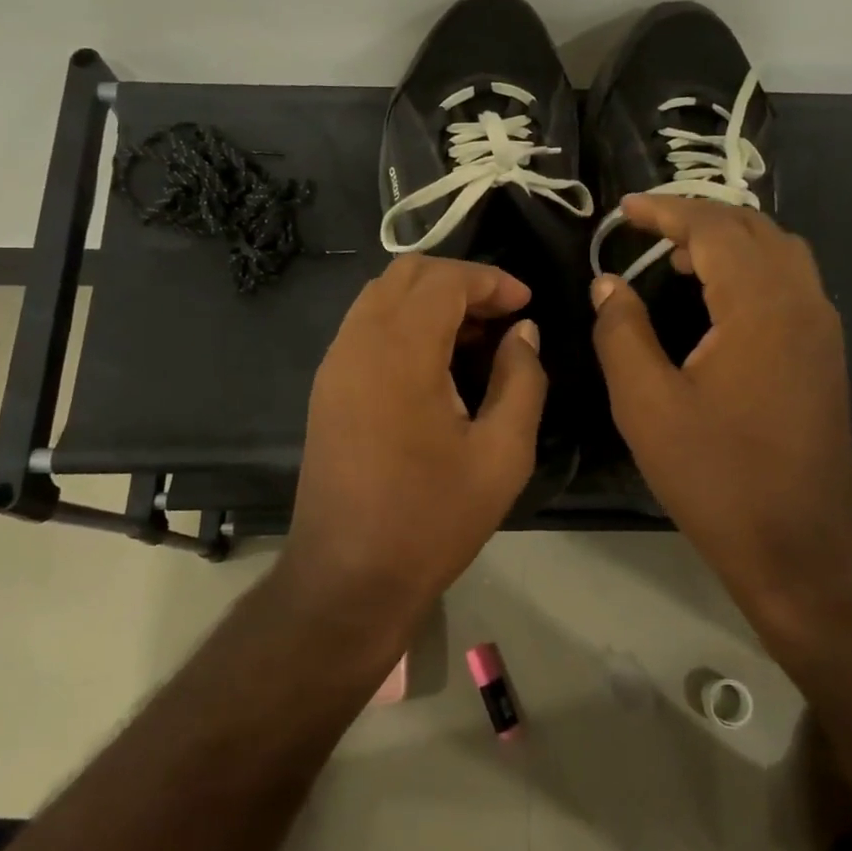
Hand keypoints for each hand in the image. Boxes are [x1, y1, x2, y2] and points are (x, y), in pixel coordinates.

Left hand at [286, 255, 545, 612]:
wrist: (348, 577)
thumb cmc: (432, 519)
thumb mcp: (502, 454)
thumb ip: (522, 380)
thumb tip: (522, 332)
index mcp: (399, 351)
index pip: (444, 280)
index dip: (491, 280)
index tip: (525, 304)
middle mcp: (357, 342)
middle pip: (406, 274)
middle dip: (460, 281)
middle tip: (501, 317)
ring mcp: (334, 364)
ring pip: (381, 296)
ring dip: (429, 300)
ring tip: (473, 338)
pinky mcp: (326, 387)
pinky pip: (365, 327)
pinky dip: (403, 323)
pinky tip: (435, 364)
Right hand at [590, 196, 851, 608]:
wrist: (798, 543)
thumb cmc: (715, 474)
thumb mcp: (646, 404)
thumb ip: (621, 332)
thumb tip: (608, 282)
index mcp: (759, 306)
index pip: (714, 228)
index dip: (666, 210)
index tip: (624, 210)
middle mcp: (802, 301)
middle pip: (753, 228)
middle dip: (698, 216)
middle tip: (647, 227)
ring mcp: (822, 327)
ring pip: (778, 251)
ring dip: (728, 239)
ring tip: (678, 255)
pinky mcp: (824, 352)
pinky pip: (789, 281)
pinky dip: (750, 266)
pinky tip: (717, 295)